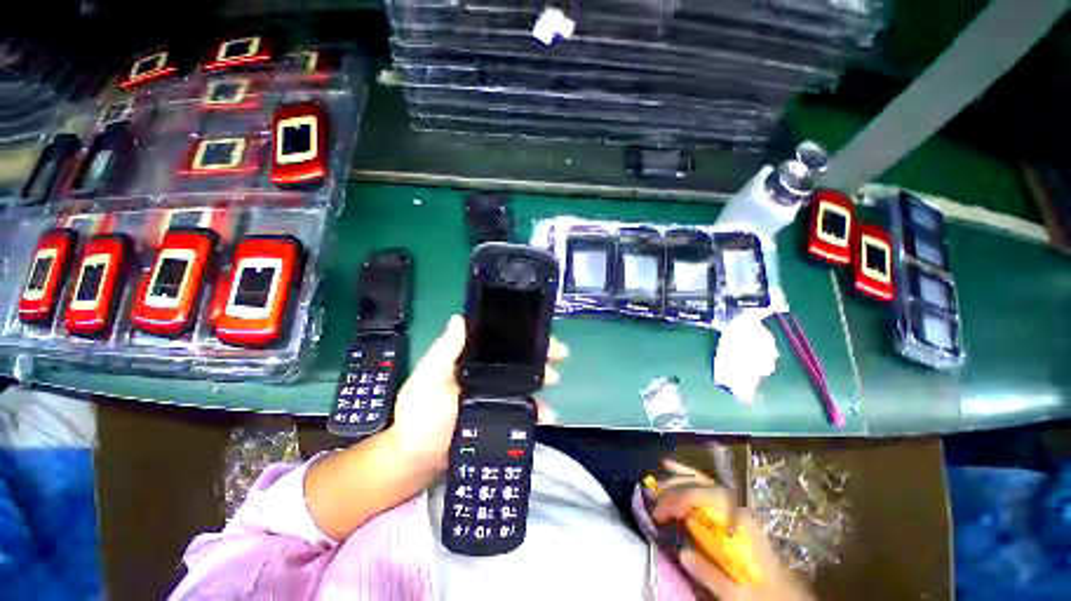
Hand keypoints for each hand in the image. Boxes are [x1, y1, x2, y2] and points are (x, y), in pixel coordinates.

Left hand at [389, 315, 568, 476]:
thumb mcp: (430, 377)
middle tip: (557, 359)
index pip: (498, 339)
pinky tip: (546, 415)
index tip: (540, 335)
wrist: (418, 460)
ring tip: (553, 383)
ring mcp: (492, 393)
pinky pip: (522, 407)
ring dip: (540, 379)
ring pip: (522, 380)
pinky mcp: (498, 414)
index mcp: (468, 358)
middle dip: (538, 356)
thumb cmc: (421, 413)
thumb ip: (445, 350)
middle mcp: (483, 371)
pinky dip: (536, 409)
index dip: (520, 335)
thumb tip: (460, 318)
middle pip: (515, 358)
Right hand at [652, 462, 814, 600]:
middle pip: (703, 485)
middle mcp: (737, 508)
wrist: (785, 594)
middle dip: (676, 485)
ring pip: (706, 483)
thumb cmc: (763, 593)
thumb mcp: (738, 594)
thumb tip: (682, 552)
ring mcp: (736, 508)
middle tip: (653, 491)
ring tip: (661, 473)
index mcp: (740, 523)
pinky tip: (680, 472)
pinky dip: (692, 479)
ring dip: (682, 477)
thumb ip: (711, 575)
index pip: (705, 499)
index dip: (678, 500)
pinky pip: (708, 490)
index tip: (659, 512)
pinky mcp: (732, 514)